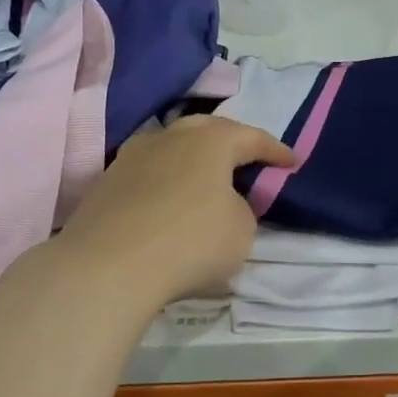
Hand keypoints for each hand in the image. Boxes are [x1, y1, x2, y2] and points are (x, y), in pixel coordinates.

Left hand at [55, 115, 295, 308]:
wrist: (108, 265)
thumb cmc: (191, 241)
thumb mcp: (241, 230)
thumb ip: (240, 209)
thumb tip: (219, 203)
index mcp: (211, 140)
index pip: (252, 137)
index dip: (275, 151)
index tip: (291, 162)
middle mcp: (169, 137)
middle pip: (206, 131)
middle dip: (230, 143)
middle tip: (246, 159)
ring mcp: (131, 156)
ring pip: (171, 148)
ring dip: (191, 160)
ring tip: (204, 178)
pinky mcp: (106, 182)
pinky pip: (147, 173)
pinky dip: (164, 182)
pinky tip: (168, 200)